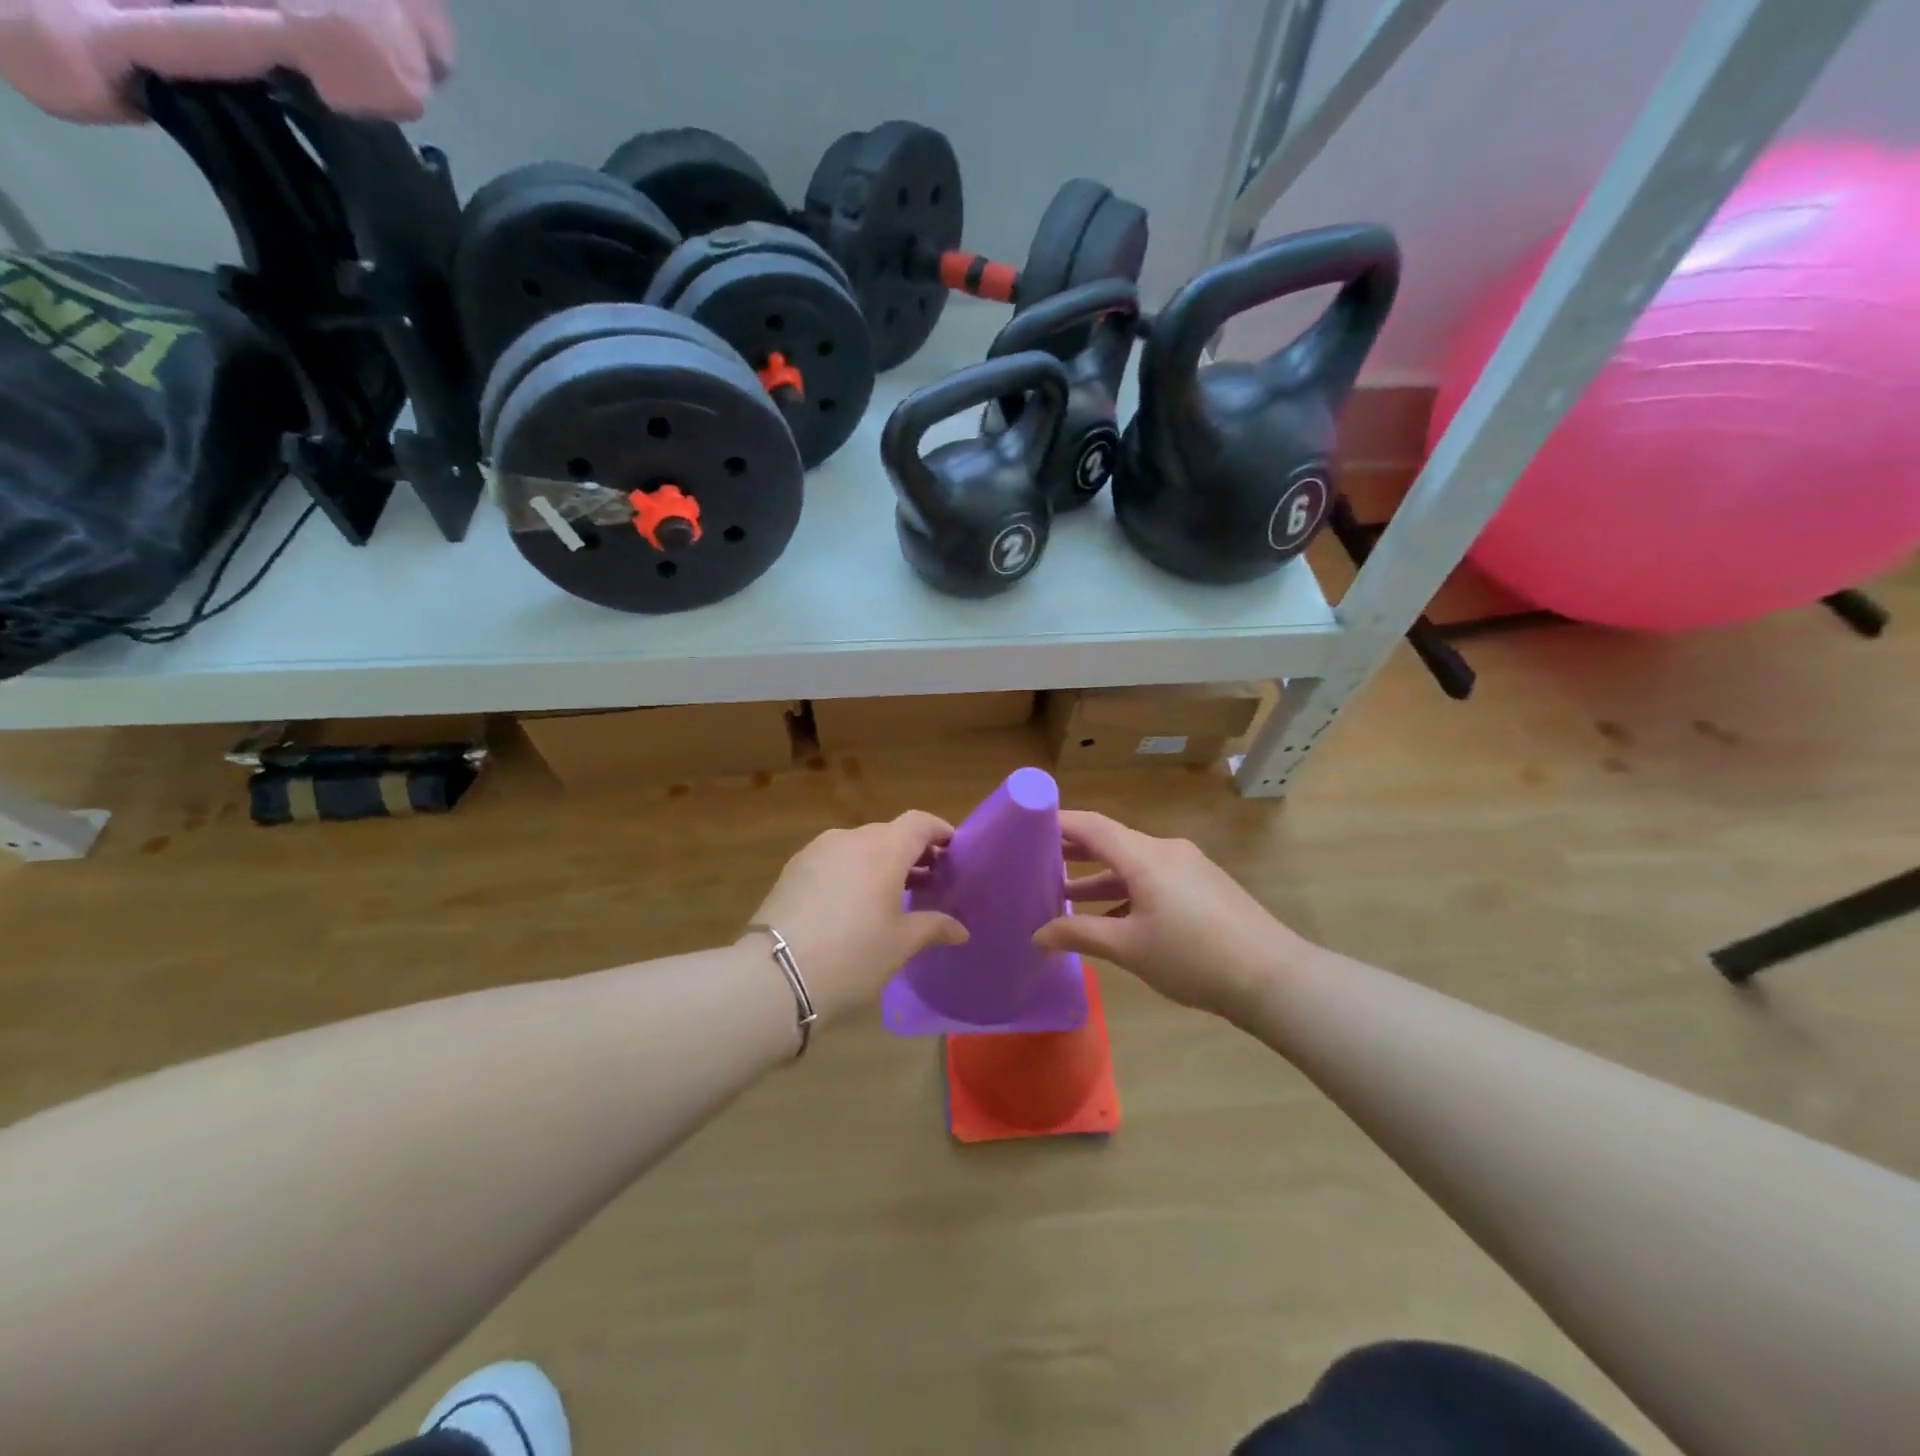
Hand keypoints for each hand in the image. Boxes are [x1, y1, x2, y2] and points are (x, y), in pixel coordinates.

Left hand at [748, 811, 968, 1022]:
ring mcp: (817, 851)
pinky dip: (852, 871)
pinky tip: (853, 903)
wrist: (775, 975)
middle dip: (912, 852)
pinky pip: (834, 860)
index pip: (919, 822)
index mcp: (883, 848)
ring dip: (880, 862)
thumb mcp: (901, 944)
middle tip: (929, 881)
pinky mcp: (793, 869)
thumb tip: (960, 929)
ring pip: (859, 846)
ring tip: (892, 895)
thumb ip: (934, 927)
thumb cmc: (853, 955)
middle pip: (889, 833)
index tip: (954, 850)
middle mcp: (850, 838)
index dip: (940, 831)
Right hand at [1032, 810, 1304, 1022]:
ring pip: (1132, 863)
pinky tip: (1110, 917)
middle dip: (1073, 851)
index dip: (1056, 822)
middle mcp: (1165, 850)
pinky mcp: (1202, 886)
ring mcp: (1188, 867)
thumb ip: (1080, 934)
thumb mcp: (1129, 948)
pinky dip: (1126, 890)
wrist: (1273, 978)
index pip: (1091, 826)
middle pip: (1110, 841)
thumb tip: (1037, 934)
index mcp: (1145, 856)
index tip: (1025, 825)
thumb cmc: (1193, 957)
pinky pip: (1153, 878)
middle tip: (1035, 860)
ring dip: (1100, 877)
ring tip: (1064, 894)